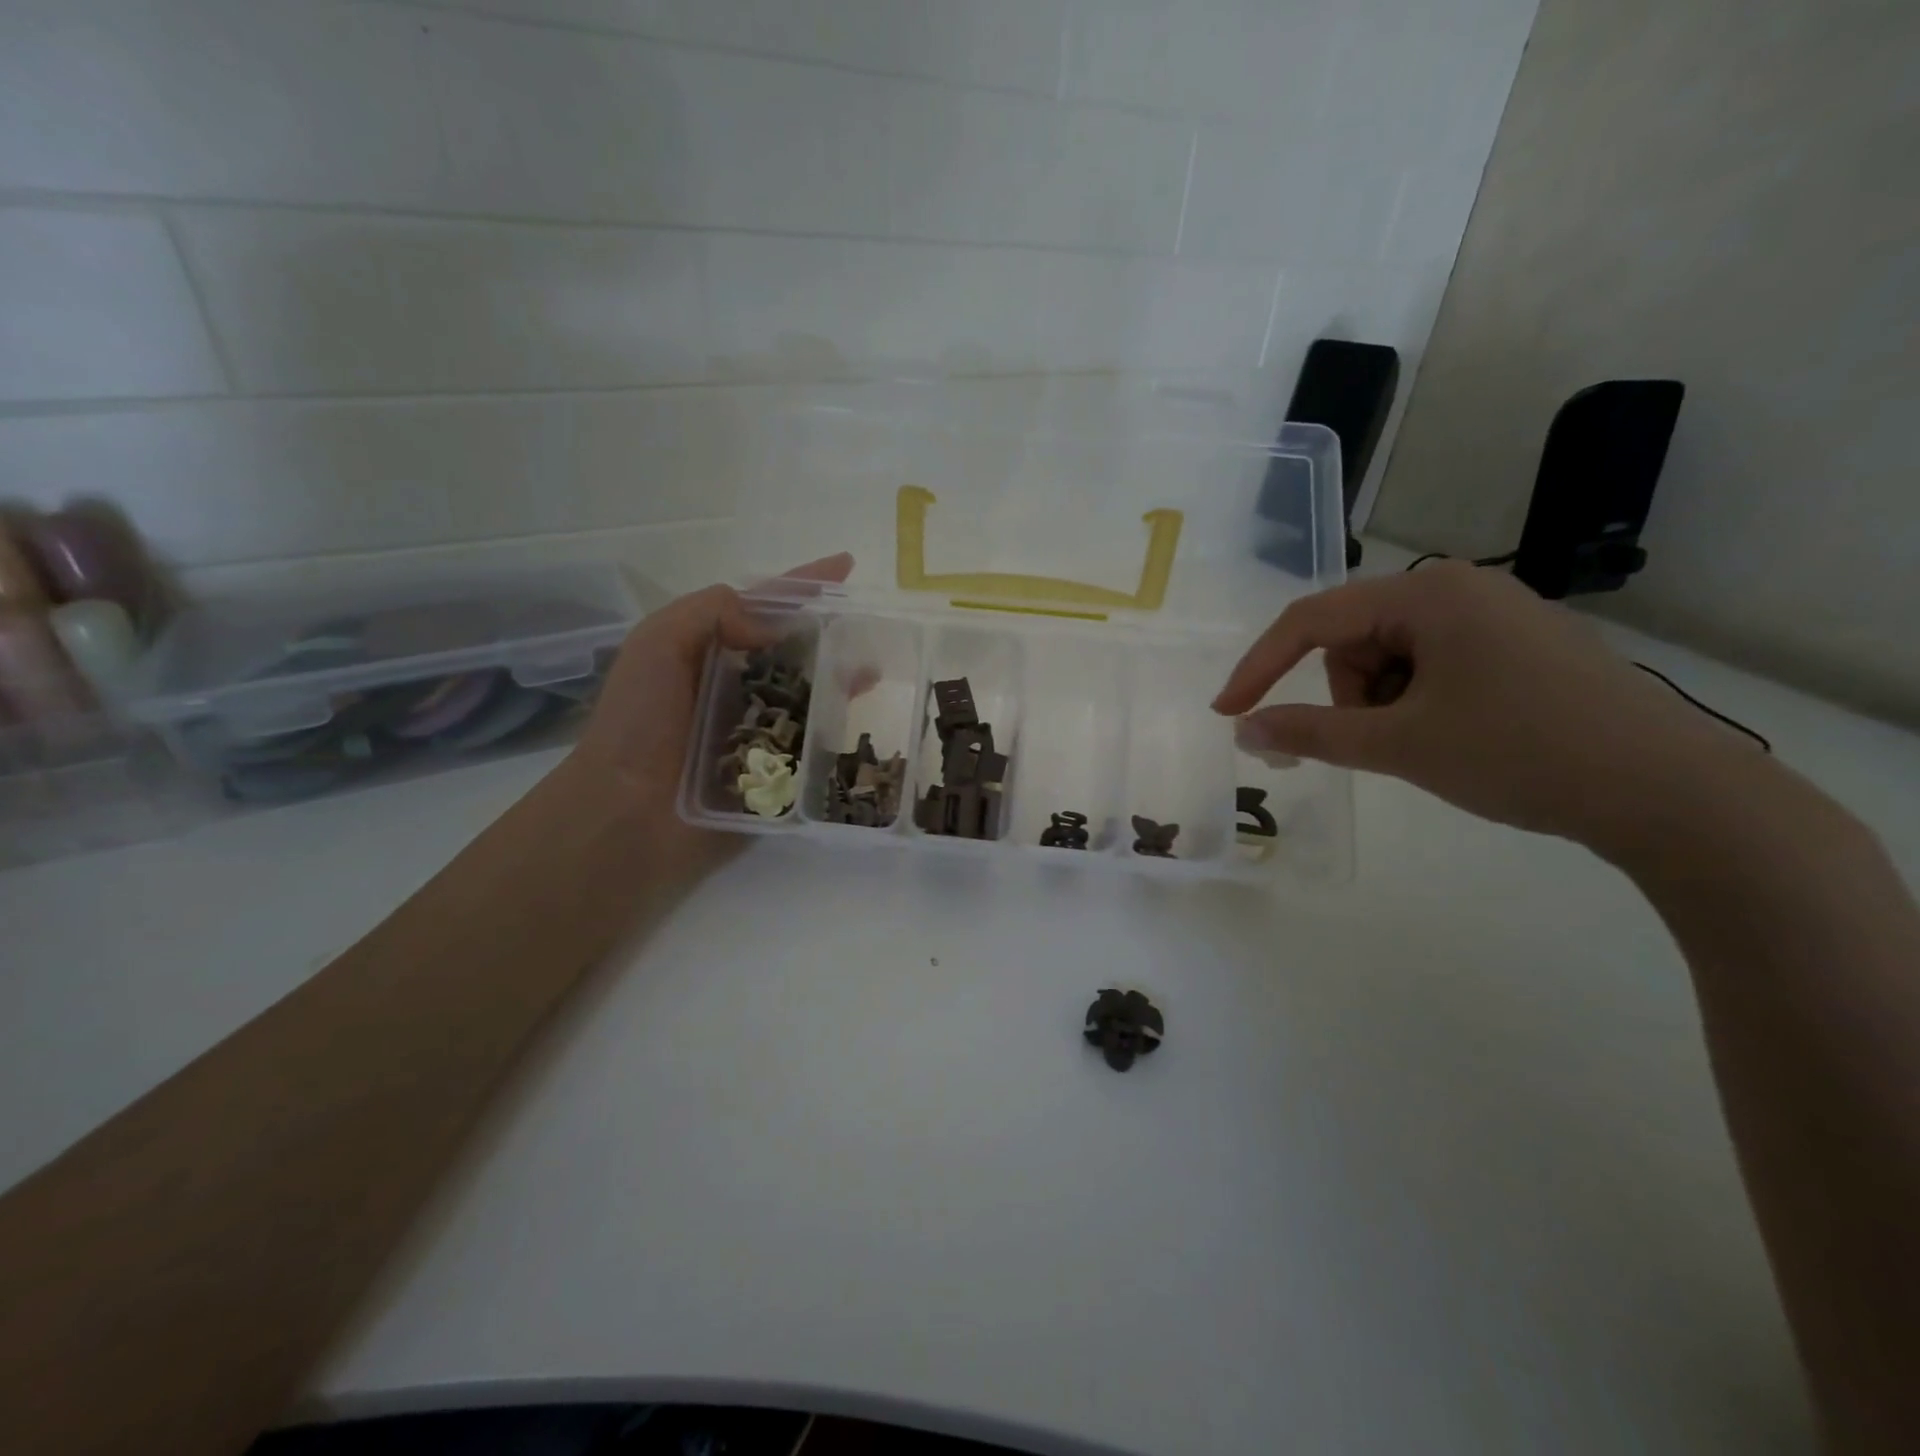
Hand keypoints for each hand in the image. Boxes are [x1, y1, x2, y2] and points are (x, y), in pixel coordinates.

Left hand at [562, 554, 852, 864]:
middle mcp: (734, 684)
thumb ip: (711, 612)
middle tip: (871, 628)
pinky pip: (809, 743)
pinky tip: (855, 723)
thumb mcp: (658, 644)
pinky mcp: (769, 772)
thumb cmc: (638, 722)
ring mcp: (754, 729)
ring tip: (873, 672)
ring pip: (807, 694)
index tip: (846, 566)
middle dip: (830, 634)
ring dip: (838, 680)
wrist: (626, 813)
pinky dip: (832, 731)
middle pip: (793, 649)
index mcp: (707, 649)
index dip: (802, 584)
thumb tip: (774, 628)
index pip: (763, 606)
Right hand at [1212, 562, 1764, 850]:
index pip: (1312, 620)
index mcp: (1428, 594)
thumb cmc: (1520, 753)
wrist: (1672, 794)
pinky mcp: (1522, 647)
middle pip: (1355, 639)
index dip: (1260, 667)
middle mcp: (1461, 588)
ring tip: (1427, 744)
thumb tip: (1244, 730)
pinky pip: (1435, 666)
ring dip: (1384, 704)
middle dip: (1349, 695)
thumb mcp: (1399, 744)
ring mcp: (1497, 615)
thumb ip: (1310, 733)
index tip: (1229, 713)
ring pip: (1393, 657)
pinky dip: (1420, 703)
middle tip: (1380, 743)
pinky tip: (1458, 736)